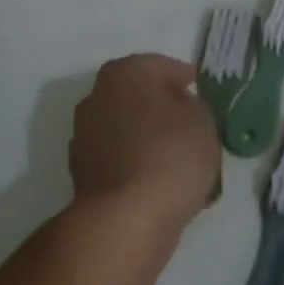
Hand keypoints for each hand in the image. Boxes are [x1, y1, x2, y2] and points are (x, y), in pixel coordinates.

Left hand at [71, 54, 220, 234]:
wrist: (126, 218)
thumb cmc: (171, 155)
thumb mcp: (203, 121)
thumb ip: (193, 106)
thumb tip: (179, 107)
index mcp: (127, 71)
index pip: (162, 66)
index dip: (184, 78)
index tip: (199, 91)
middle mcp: (98, 94)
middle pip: (139, 95)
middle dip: (162, 106)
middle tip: (189, 123)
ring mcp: (84, 133)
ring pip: (126, 126)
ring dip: (146, 135)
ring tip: (175, 158)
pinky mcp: (80, 169)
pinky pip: (117, 156)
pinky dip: (133, 162)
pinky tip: (155, 180)